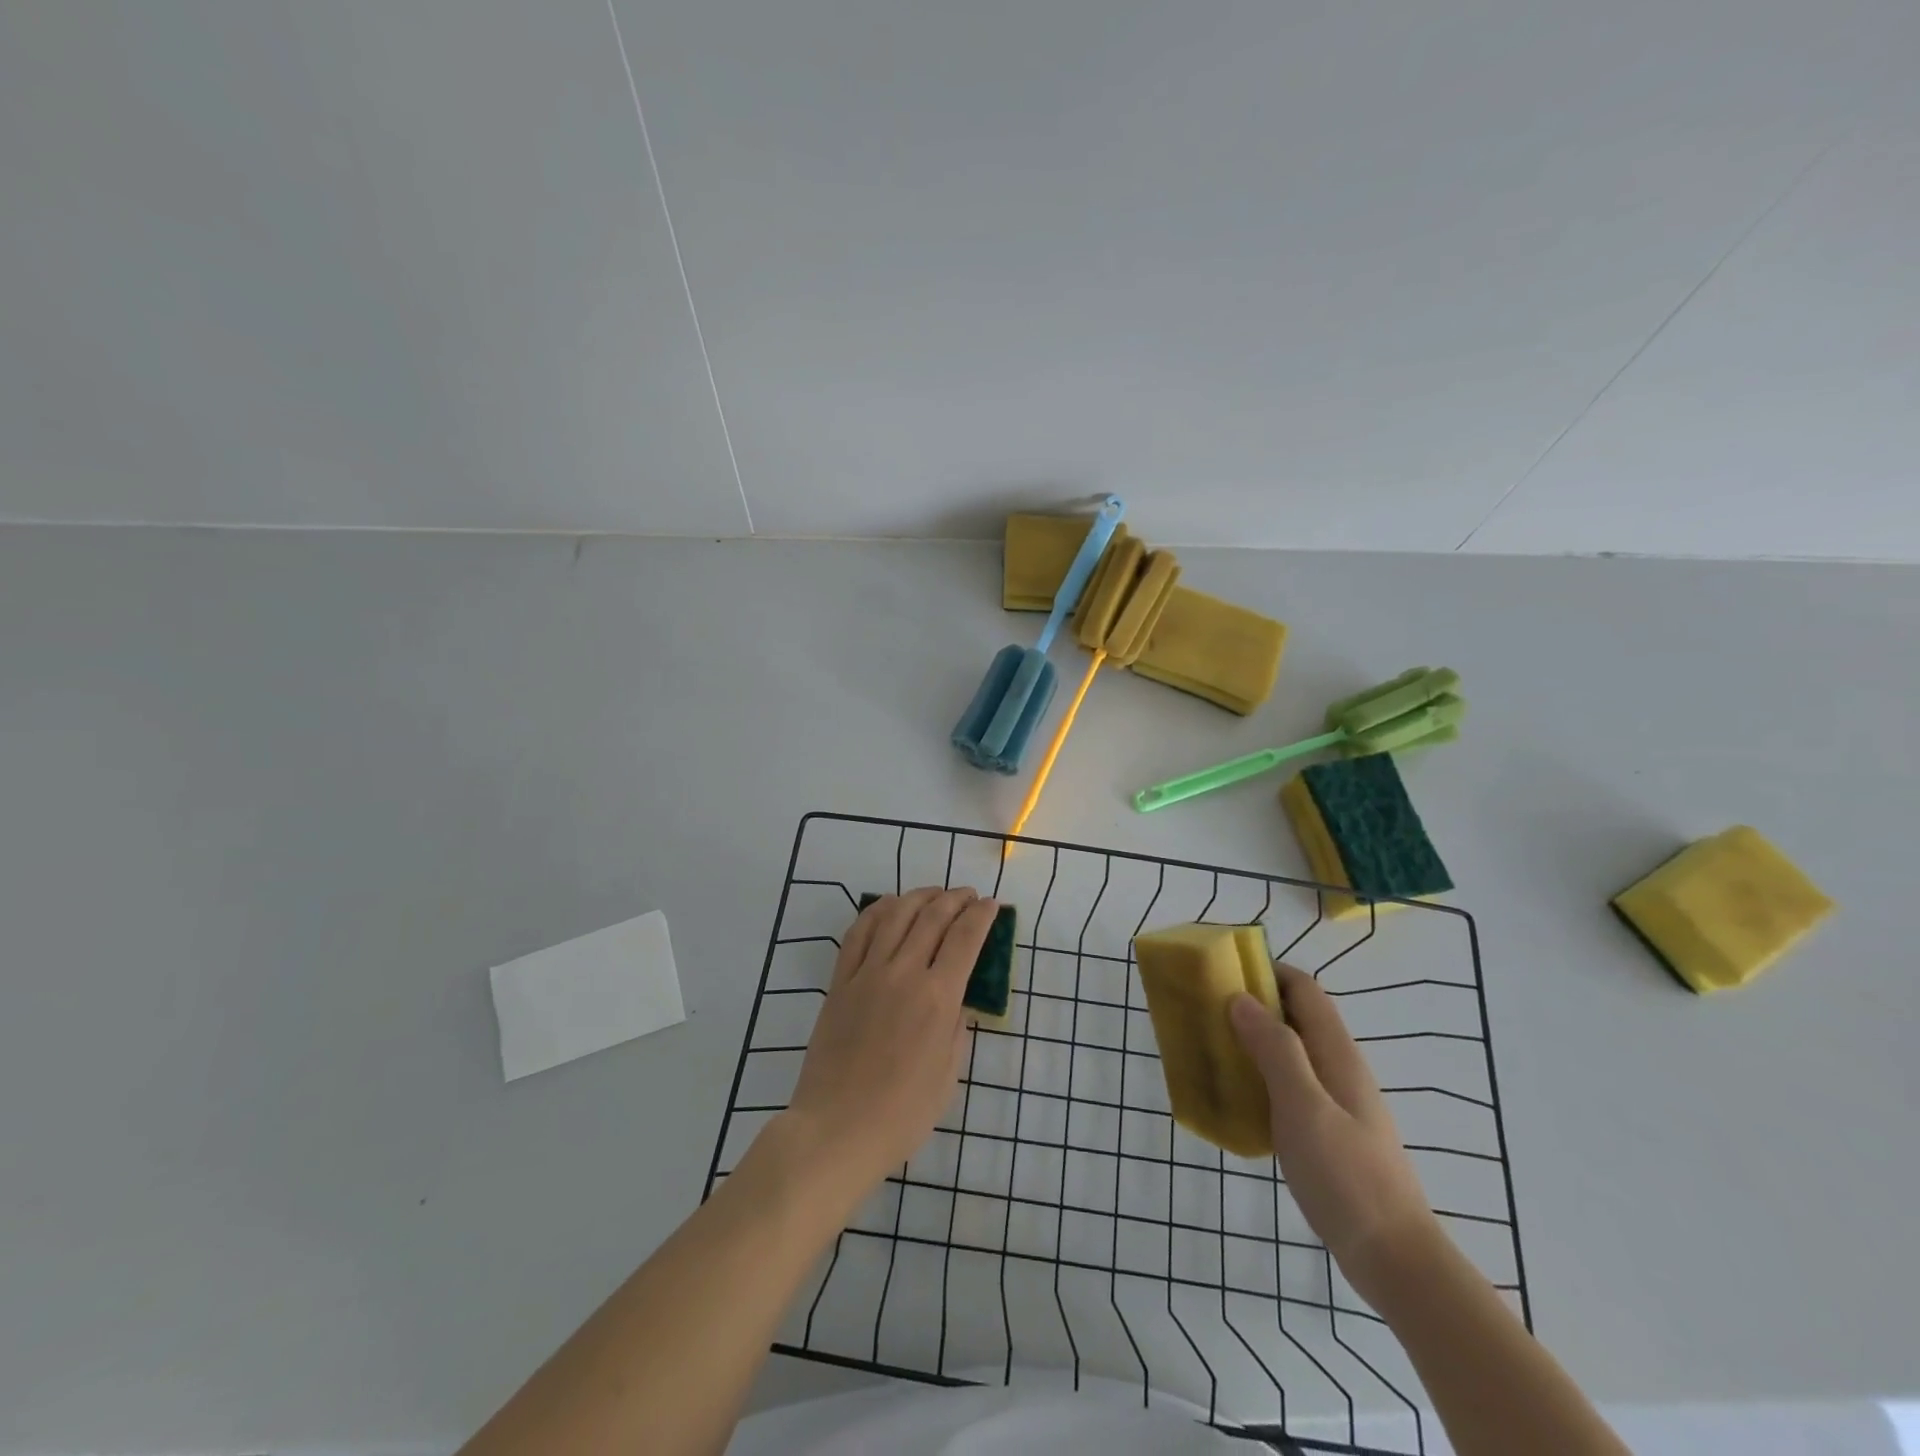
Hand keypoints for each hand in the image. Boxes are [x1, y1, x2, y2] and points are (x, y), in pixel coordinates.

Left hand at [779, 887, 1000, 1204]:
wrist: (836, 1129)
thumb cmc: (902, 1114)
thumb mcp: (948, 1075)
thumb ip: (956, 1029)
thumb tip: (955, 1000)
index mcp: (937, 998)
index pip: (965, 938)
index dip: (981, 915)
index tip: (991, 905)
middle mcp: (904, 973)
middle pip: (933, 917)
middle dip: (955, 899)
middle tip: (967, 895)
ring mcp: (868, 973)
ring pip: (896, 915)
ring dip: (919, 896)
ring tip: (933, 893)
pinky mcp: (840, 981)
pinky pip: (858, 932)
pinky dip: (877, 911)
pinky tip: (889, 906)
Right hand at [1230, 963, 1440, 1302]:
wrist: (1394, 1259)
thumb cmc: (1347, 1176)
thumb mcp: (1304, 1107)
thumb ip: (1275, 1049)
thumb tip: (1241, 998)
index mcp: (1336, 1053)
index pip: (1303, 989)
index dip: (1266, 972)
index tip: (1223, 973)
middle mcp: (1338, 1068)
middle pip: (1295, 1016)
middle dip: (1252, 1005)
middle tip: (1206, 1011)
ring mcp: (1335, 1101)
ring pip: (1290, 1052)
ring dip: (1253, 1042)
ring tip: (1211, 1049)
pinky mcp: (1328, 1131)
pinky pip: (1288, 1086)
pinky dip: (1260, 1078)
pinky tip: (1236, 1099)